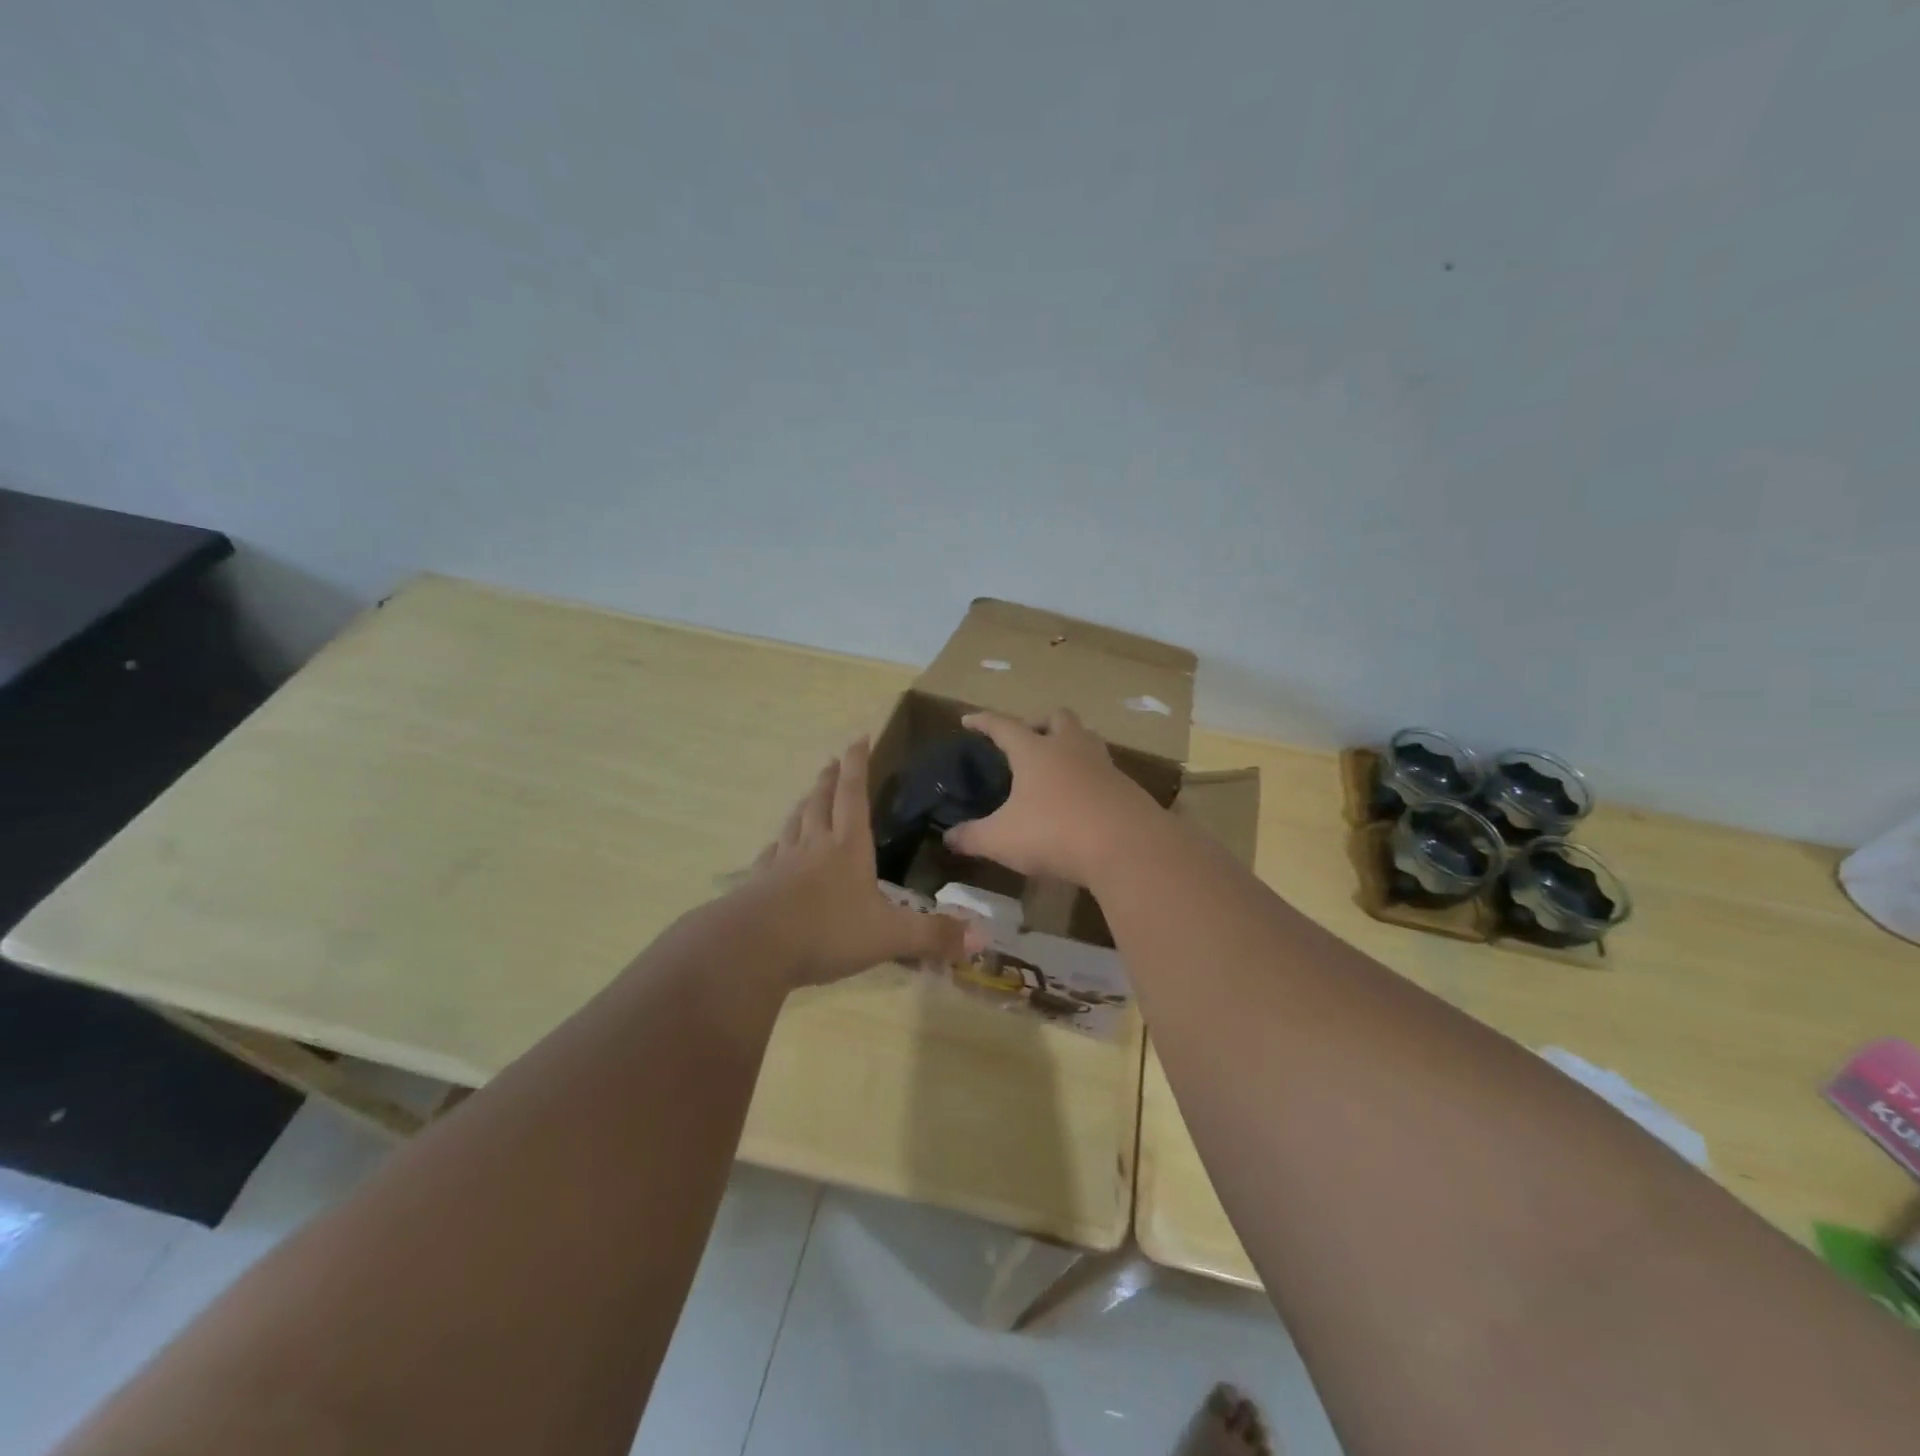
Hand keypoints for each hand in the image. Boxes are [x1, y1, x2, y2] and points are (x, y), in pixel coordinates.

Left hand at [737, 738, 980, 985]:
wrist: (752, 948)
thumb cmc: (827, 932)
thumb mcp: (889, 935)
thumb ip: (933, 935)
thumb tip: (982, 936)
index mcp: (847, 848)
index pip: (854, 795)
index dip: (857, 765)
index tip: (858, 738)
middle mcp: (813, 846)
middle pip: (821, 802)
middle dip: (829, 780)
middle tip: (831, 762)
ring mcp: (781, 864)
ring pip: (793, 824)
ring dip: (803, 806)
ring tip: (808, 797)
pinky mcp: (757, 885)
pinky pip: (769, 856)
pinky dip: (776, 846)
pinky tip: (774, 850)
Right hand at [941, 709, 1161, 884]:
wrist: (1127, 847)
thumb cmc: (1054, 833)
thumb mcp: (1002, 840)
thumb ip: (972, 837)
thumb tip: (948, 838)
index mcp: (1035, 751)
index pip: (1003, 726)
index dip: (983, 721)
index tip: (969, 720)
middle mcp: (1070, 748)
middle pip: (1056, 717)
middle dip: (1039, 722)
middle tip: (1027, 739)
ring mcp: (1103, 764)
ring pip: (1086, 738)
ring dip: (1070, 744)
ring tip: (1057, 765)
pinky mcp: (1126, 787)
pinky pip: (1103, 770)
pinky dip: (1089, 776)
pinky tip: (1082, 799)